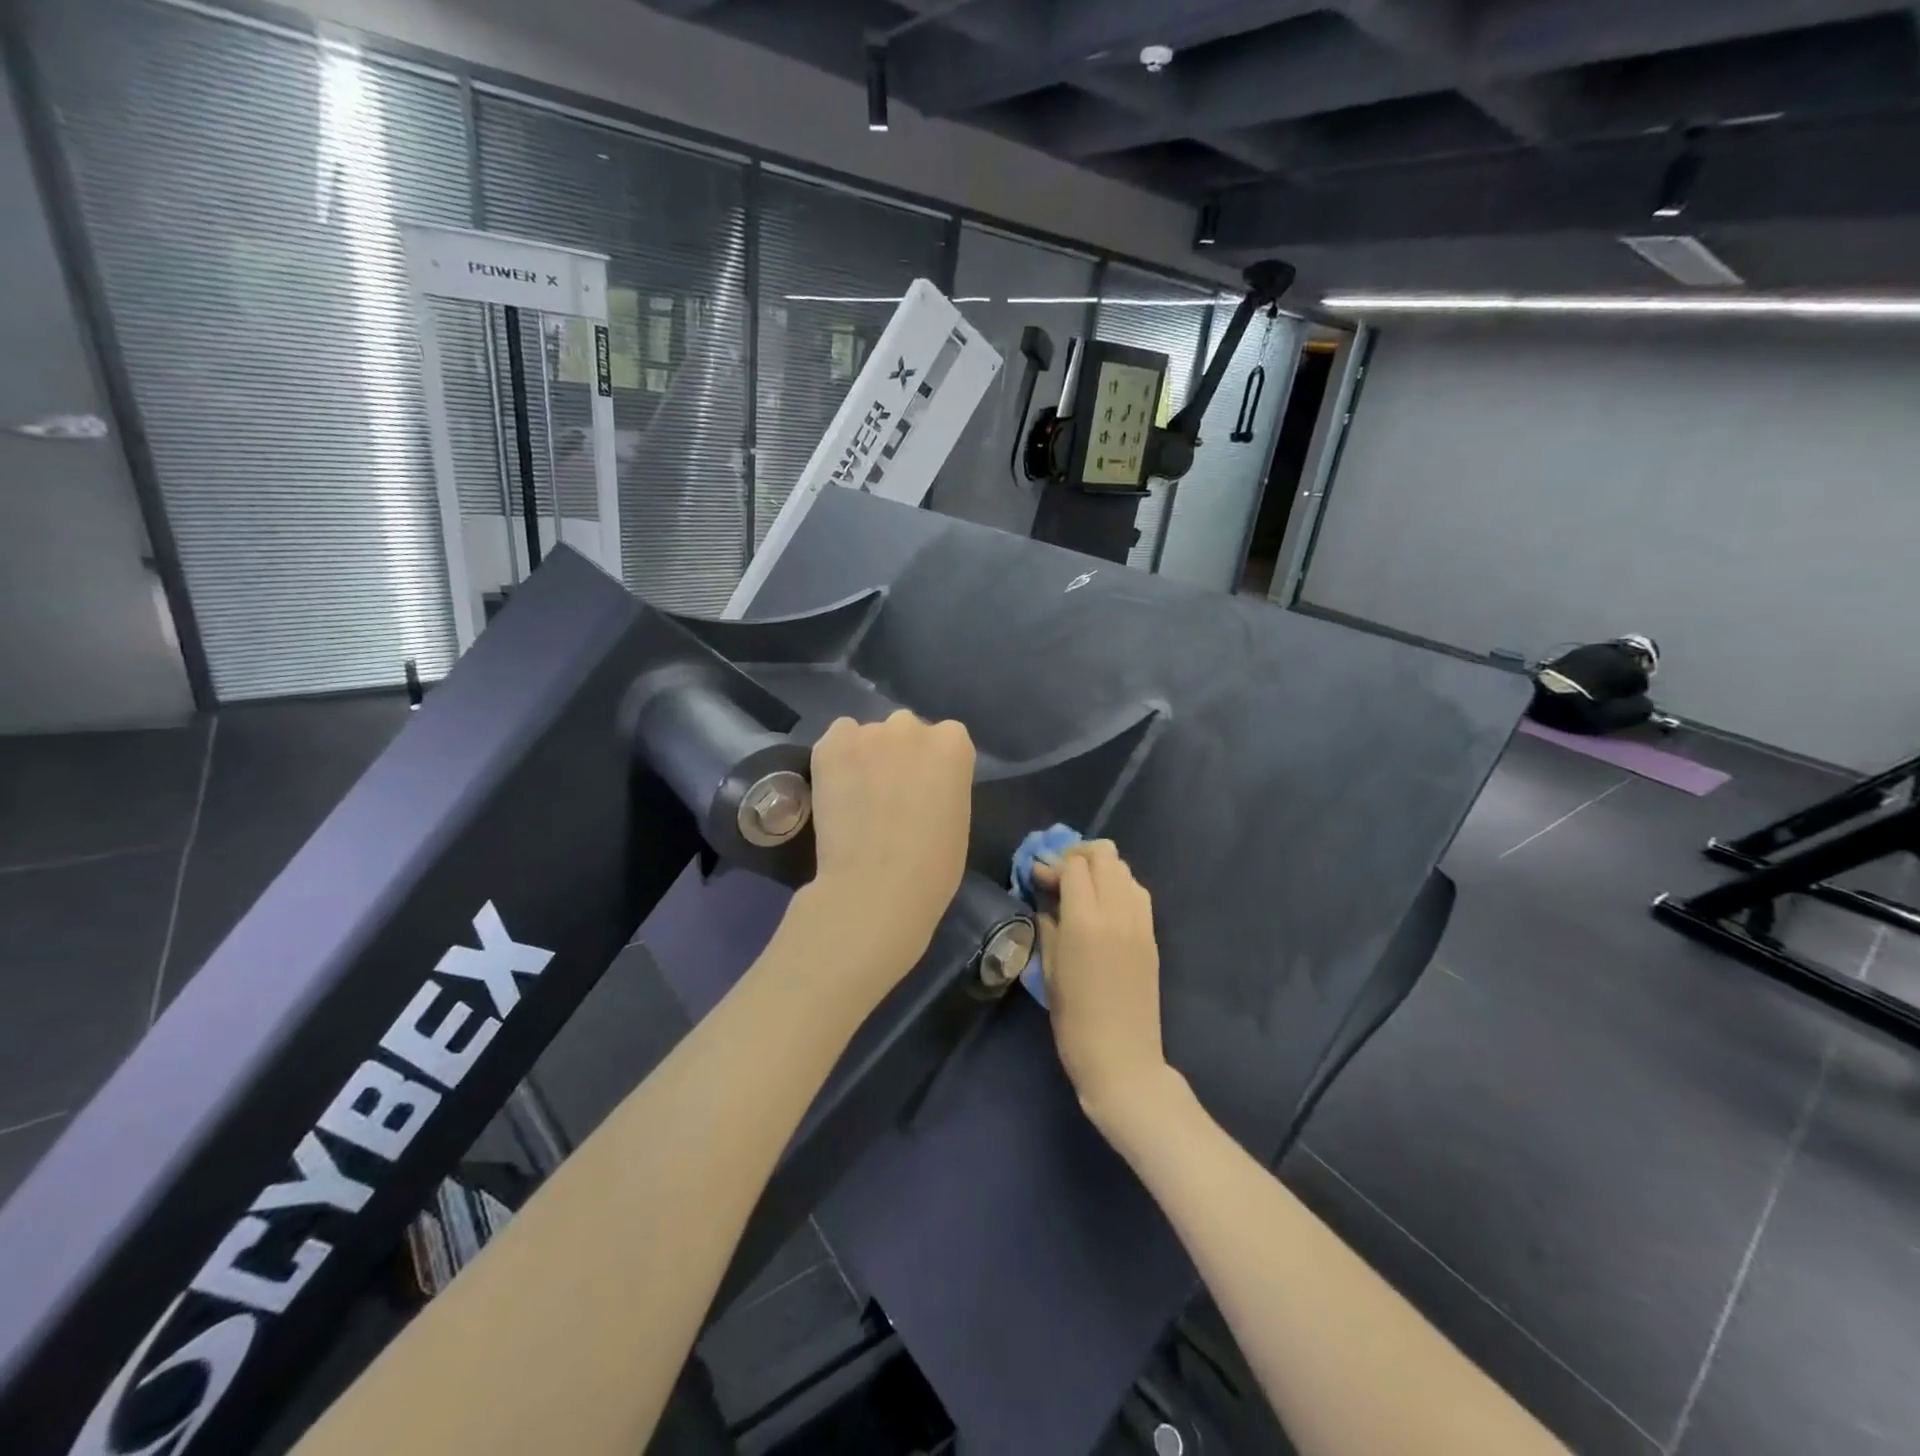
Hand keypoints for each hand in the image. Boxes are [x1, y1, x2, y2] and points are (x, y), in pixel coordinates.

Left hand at [802, 711, 974, 995]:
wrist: (877, 885)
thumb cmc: (933, 866)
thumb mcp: (957, 817)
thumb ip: (942, 786)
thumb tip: (919, 787)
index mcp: (954, 743)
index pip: (946, 739)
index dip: (932, 767)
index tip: (924, 792)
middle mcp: (913, 726)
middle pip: (906, 731)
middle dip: (900, 755)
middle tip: (890, 794)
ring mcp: (869, 732)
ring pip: (868, 736)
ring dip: (866, 756)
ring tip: (857, 796)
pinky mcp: (831, 745)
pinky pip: (837, 739)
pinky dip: (837, 759)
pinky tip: (837, 790)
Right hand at [1034, 841, 1174, 1135]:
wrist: (1123, 1060)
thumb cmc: (1074, 1022)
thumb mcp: (1049, 970)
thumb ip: (1048, 925)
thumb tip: (1045, 899)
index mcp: (1085, 921)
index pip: (1073, 865)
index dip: (1052, 864)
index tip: (1036, 877)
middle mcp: (1117, 912)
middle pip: (1104, 855)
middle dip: (1078, 856)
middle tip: (1059, 876)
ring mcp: (1140, 922)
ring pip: (1124, 869)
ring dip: (1100, 869)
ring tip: (1081, 889)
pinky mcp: (1152, 935)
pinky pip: (1137, 892)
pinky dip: (1119, 886)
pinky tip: (1103, 906)